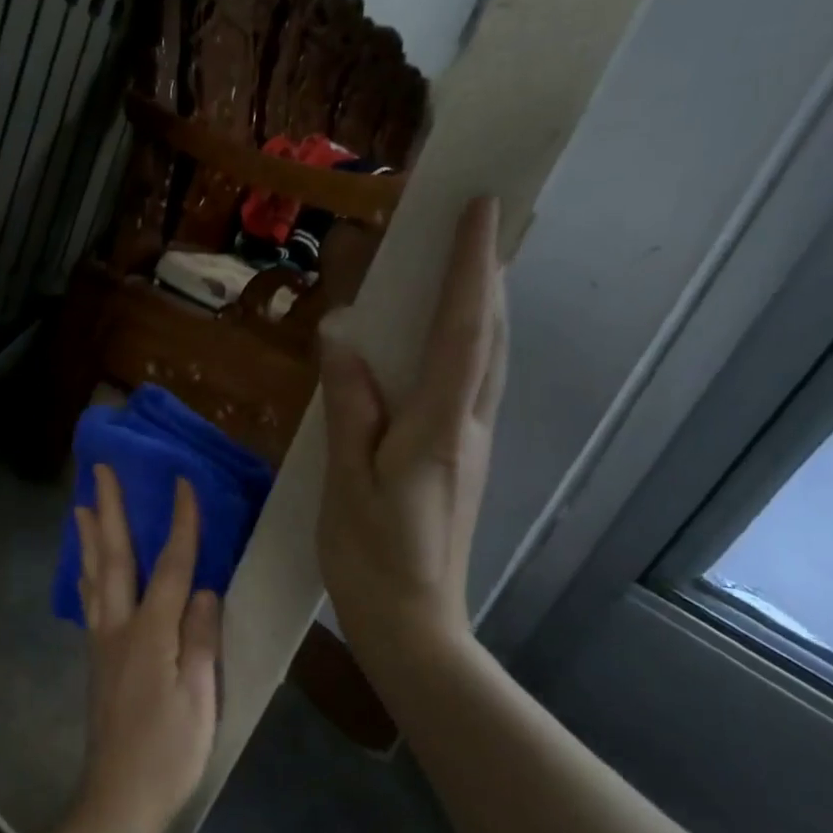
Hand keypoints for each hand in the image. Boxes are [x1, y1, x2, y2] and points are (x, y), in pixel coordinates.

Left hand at [71, 465, 220, 832]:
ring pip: (95, 576)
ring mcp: (103, 642)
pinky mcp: (98, 659)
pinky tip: (86, 568)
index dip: (180, 523)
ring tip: (81, 504)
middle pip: (115, 558)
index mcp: (151, 633)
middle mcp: (120, 627)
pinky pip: (91, 600)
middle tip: (100, 471)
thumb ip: (201, 640)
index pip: (170, 566)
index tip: (182, 482)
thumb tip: (205, 591)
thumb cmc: (169, 753)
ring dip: (91, 536)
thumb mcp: (200, 699)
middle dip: (110, 510)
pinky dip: (88, 572)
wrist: (118, 798)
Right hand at [317, 194, 506, 652]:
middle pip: (490, 336)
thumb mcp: (345, 480)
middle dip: (488, 272)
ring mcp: (472, 444)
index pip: (461, 331)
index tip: (479, 209)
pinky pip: (473, 384)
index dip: (471, 267)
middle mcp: (468, 426)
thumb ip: (349, 407)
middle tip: (482, 220)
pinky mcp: (463, 459)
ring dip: (486, 305)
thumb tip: (342, 338)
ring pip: (489, 360)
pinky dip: (471, 342)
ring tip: (472, 263)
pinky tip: (451, 338)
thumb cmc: (368, 555)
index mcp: (437, 427)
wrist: (412, 623)